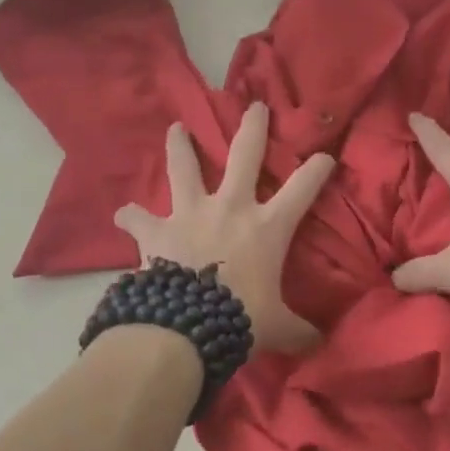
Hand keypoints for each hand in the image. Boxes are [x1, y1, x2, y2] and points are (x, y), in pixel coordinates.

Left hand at [114, 102, 335, 352]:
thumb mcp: (278, 327)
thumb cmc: (240, 319)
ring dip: (180, 147)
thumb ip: (299, 330)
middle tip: (254, 105)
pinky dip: (131, 216)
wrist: (186, 327)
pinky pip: (138, 219)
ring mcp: (191, 214)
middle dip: (253, 128)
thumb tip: (321, 344)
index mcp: (268, 227)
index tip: (326, 154)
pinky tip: (123, 212)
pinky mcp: (157, 231)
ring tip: (175, 129)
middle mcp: (231, 208)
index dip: (317, 168)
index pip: (303, 188)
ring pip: (185, 169)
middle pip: (245, 155)